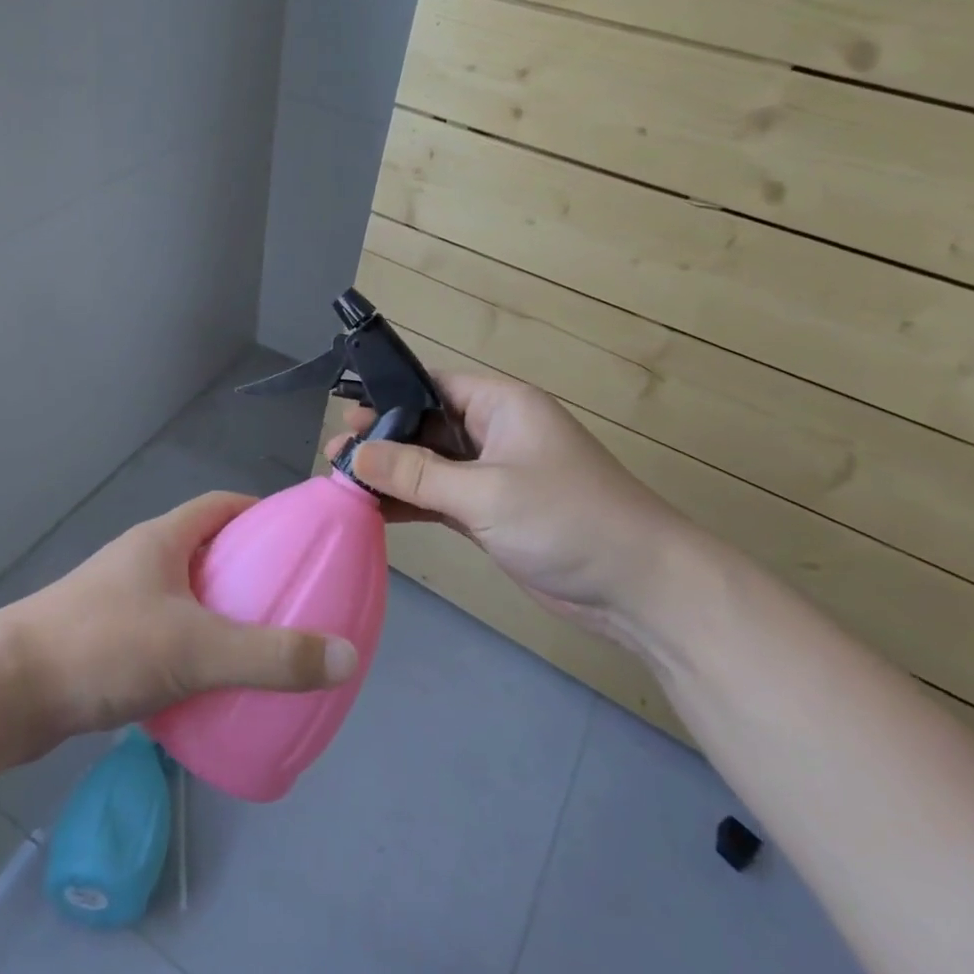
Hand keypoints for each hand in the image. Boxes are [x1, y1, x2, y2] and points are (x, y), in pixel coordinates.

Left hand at [0, 492, 359, 745]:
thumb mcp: (197, 649)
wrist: (4, 694)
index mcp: (162, 540)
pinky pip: (161, 633)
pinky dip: (190, 648)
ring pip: (182, 595)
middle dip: (246, 569)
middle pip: (205, 550)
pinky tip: (206, 685)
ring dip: (217, 612)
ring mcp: (116, 600)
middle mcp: (139, 560)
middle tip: (288, 599)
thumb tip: (345, 656)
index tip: (297, 539)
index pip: (221, 506)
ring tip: (256, 644)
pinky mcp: (102, 641)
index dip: (261, 514)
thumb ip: (271, 655)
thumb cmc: (104, 647)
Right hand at [329, 372, 702, 647]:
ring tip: (340, 482)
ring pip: (429, 466)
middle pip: (426, 427)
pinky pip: (439, 499)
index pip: (434, 385)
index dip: (389, 396)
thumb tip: (356, 454)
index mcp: (502, 406)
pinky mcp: (491, 514)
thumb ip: (417, 474)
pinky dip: (409, 504)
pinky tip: (372, 511)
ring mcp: (493, 476)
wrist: (639, 588)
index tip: (345, 417)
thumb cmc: (567, 520)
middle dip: (382, 440)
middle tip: (334, 456)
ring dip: (391, 475)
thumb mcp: (486, 492)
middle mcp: (494, 433)